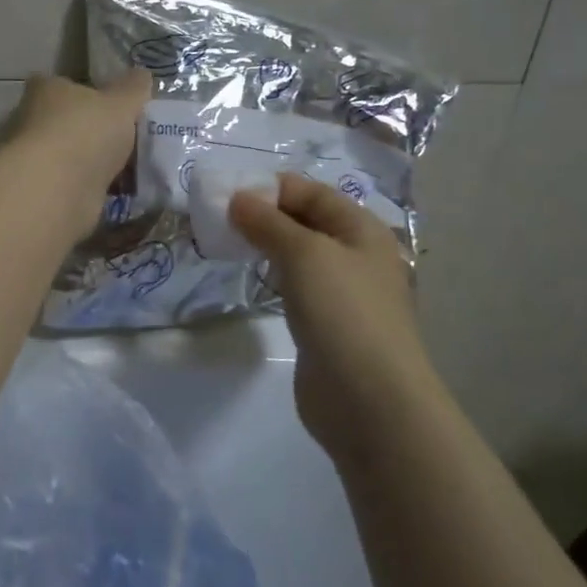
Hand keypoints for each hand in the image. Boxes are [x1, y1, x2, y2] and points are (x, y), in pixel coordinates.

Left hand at [8, 70, 151, 231]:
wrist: (59, 190)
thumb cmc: (86, 132)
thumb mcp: (122, 102)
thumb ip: (134, 88)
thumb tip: (141, 75)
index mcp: (46, 90)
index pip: (64, 84)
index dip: (88, 92)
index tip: (114, 105)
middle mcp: (33, 122)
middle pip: (68, 122)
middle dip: (94, 132)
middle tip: (129, 140)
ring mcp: (37, 160)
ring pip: (73, 157)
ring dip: (96, 163)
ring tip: (133, 168)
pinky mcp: (46, 192)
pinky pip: (77, 186)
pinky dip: (95, 188)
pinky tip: (120, 192)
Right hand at [230, 175, 448, 457]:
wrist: (369, 398)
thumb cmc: (342, 312)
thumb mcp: (304, 253)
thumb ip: (268, 223)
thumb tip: (238, 198)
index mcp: (362, 229)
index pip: (311, 192)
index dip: (270, 188)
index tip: (224, 194)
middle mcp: (356, 254)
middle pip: (305, 221)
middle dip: (263, 216)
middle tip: (218, 220)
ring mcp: (343, 292)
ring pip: (298, 255)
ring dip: (265, 246)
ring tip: (226, 245)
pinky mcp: (327, 324)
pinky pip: (296, 287)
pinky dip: (272, 277)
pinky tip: (251, 279)